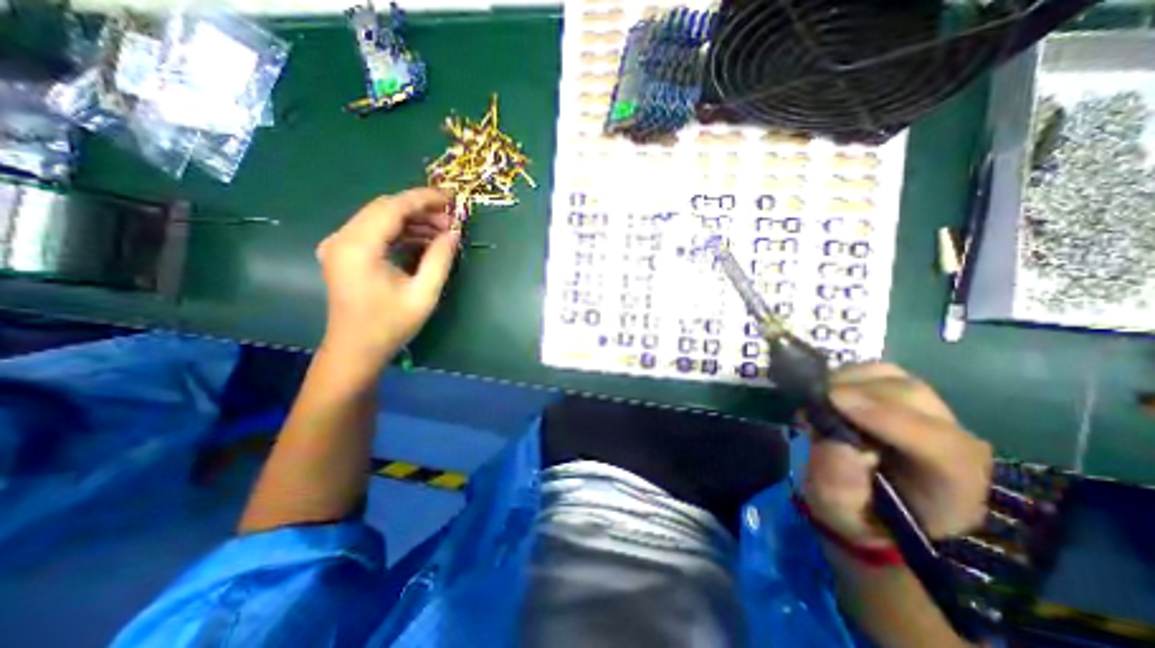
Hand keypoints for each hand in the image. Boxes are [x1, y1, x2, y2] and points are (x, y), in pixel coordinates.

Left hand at [316, 189, 463, 367]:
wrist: (355, 349)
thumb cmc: (390, 325)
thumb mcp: (424, 294)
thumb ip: (440, 259)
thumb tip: (454, 232)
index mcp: (359, 247)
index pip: (392, 207)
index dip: (424, 198)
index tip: (452, 198)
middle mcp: (342, 238)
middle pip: (384, 208)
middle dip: (421, 209)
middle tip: (451, 220)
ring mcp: (340, 245)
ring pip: (380, 218)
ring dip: (413, 221)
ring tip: (443, 232)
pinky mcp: (345, 253)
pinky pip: (376, 231)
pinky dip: (401, 232)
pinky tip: (424, 241)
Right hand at [804, 365, 991, 547]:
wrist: (874, 508)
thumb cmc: (858, 515)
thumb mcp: (839, 514)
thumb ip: (838, 486)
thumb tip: (836, 442)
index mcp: (953, 486)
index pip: (938, 444)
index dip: (886, 417)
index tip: (833, 400)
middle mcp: (955, 442)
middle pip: (913, 398)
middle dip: (858, 392)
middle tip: (814, 402)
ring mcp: (933, 414)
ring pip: (896, 378)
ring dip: (850, 381)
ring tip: (820, 399)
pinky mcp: (907, 397)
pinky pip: (880, 372)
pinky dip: (850, 375)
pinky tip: (831, 393)